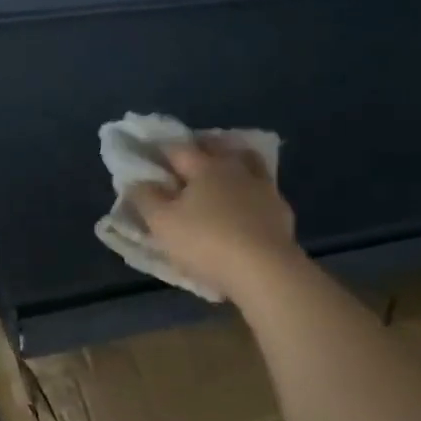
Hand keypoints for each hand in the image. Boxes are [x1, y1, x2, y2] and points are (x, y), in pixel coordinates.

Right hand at [126, 140, 302, 303]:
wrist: (267, 272)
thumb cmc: (207, 241)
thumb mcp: (162, 223)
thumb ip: (146, 199)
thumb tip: (138, 182)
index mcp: (205, 166)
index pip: (179, 149)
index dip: (162, 150)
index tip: (151, 156)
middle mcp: (236, 169)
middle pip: (218, 148)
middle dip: (202, 148)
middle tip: (188, 158)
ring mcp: (264, 190)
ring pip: (248, 165)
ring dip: (234, 163)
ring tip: (222, 175)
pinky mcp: (282, 213)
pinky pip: (263, 193)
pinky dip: (251, 193)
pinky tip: (246, 207)